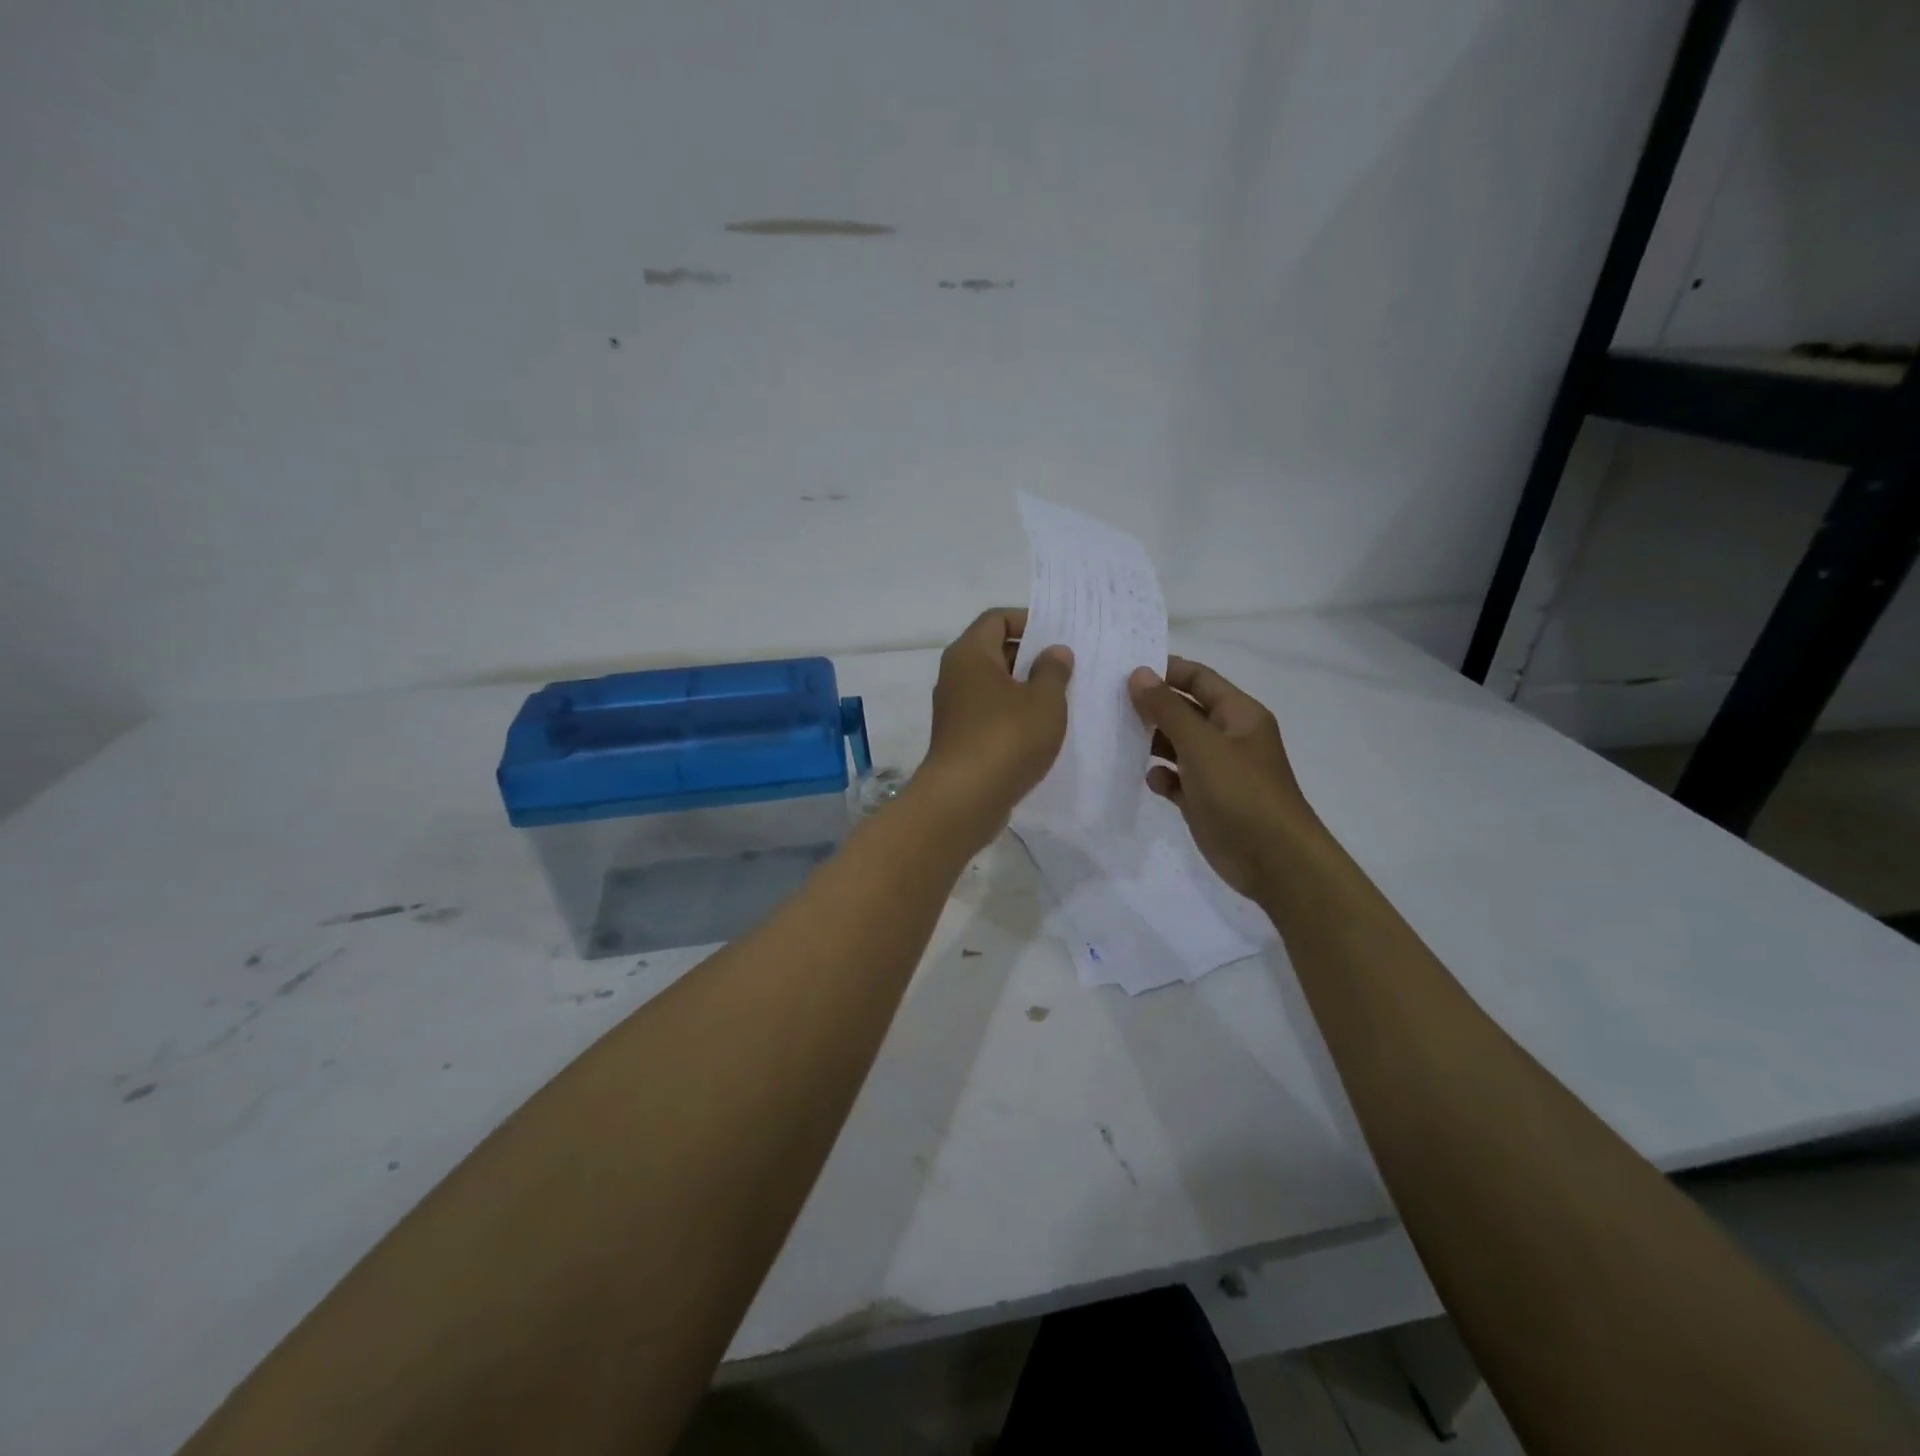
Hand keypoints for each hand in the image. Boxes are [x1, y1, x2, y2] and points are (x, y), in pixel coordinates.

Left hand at [919, 608, 1072, 845]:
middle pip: (994, 651)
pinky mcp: (959, 738)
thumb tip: (1054, 651)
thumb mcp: (1044, 700)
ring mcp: (954, 709)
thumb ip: (1053, 670)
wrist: (964, 800)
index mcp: (970, 654)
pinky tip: (1040, 731)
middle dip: (1030, 656)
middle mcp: (955, 675)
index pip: (997, 618)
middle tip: (1067, 668)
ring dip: (1024, 689)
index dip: (1028, 620)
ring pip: (993, 686)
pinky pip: (989, 714)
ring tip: (1061, 699)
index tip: (1059, 636)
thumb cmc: (1006, 739)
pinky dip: (1013, 715)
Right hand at [1128, 657, 1316, 898]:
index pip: (1199, 678)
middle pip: (1185, 711)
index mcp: (1238, 714)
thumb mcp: (1201, 745)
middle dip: (1152, 707)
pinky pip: (1178, 779)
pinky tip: (1150, 781)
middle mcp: (1229, 737)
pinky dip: (1163, 777)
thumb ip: (1167, 709)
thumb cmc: (1241, 793)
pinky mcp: (1207, 800)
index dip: (1165, 671)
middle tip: (1109, 704)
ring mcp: (1218, 770)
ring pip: (1178, 745)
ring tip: (1118, 739)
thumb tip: (1138, 674)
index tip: (1123, 670)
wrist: (1274, 862)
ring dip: (1152, 742)